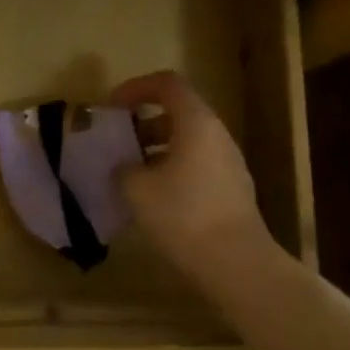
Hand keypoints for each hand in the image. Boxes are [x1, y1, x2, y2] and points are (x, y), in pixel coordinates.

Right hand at [110, 69, 278, 287]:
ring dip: (156, 150)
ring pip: (187, 142)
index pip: (167, 84)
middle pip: (178, 113)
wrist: (238, 265)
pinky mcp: (232, 191)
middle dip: (143, 123)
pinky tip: (153, 199)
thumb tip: (123, 168)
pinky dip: (172, 170)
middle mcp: (217, 136)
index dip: (136, 88)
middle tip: (118, 142)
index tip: (112, 107)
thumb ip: (124, 169)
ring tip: (130, 173)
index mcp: (196, 123)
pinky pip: (197, 166)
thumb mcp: (138, 190)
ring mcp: (229, 164)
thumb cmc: (184, 215)